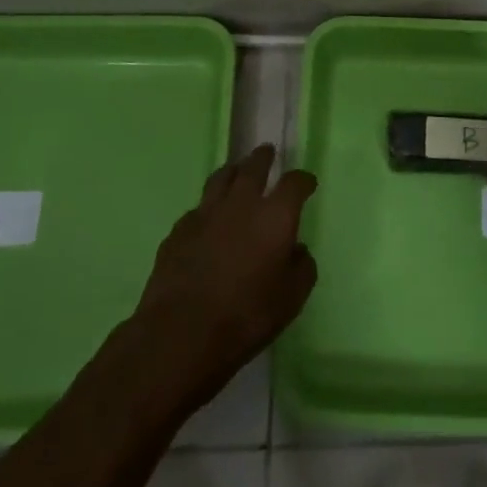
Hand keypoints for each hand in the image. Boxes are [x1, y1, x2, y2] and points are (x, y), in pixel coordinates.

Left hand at [129, 144, 317, 407]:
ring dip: (233, 171)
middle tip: (267, 153)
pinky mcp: (179, 230)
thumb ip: (301, 268)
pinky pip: (198, 208)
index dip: (303, 180)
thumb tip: (297, 250)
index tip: (307, 183)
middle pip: (253, 167)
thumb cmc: (245, 317)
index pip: (294, 183)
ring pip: (221, 178)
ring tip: (237, 170)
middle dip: (263, 158)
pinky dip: (208, 207)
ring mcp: (206, 213)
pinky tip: (208, 218)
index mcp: (275, 216)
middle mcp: (241, 204)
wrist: (180, 333)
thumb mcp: (291, 300)